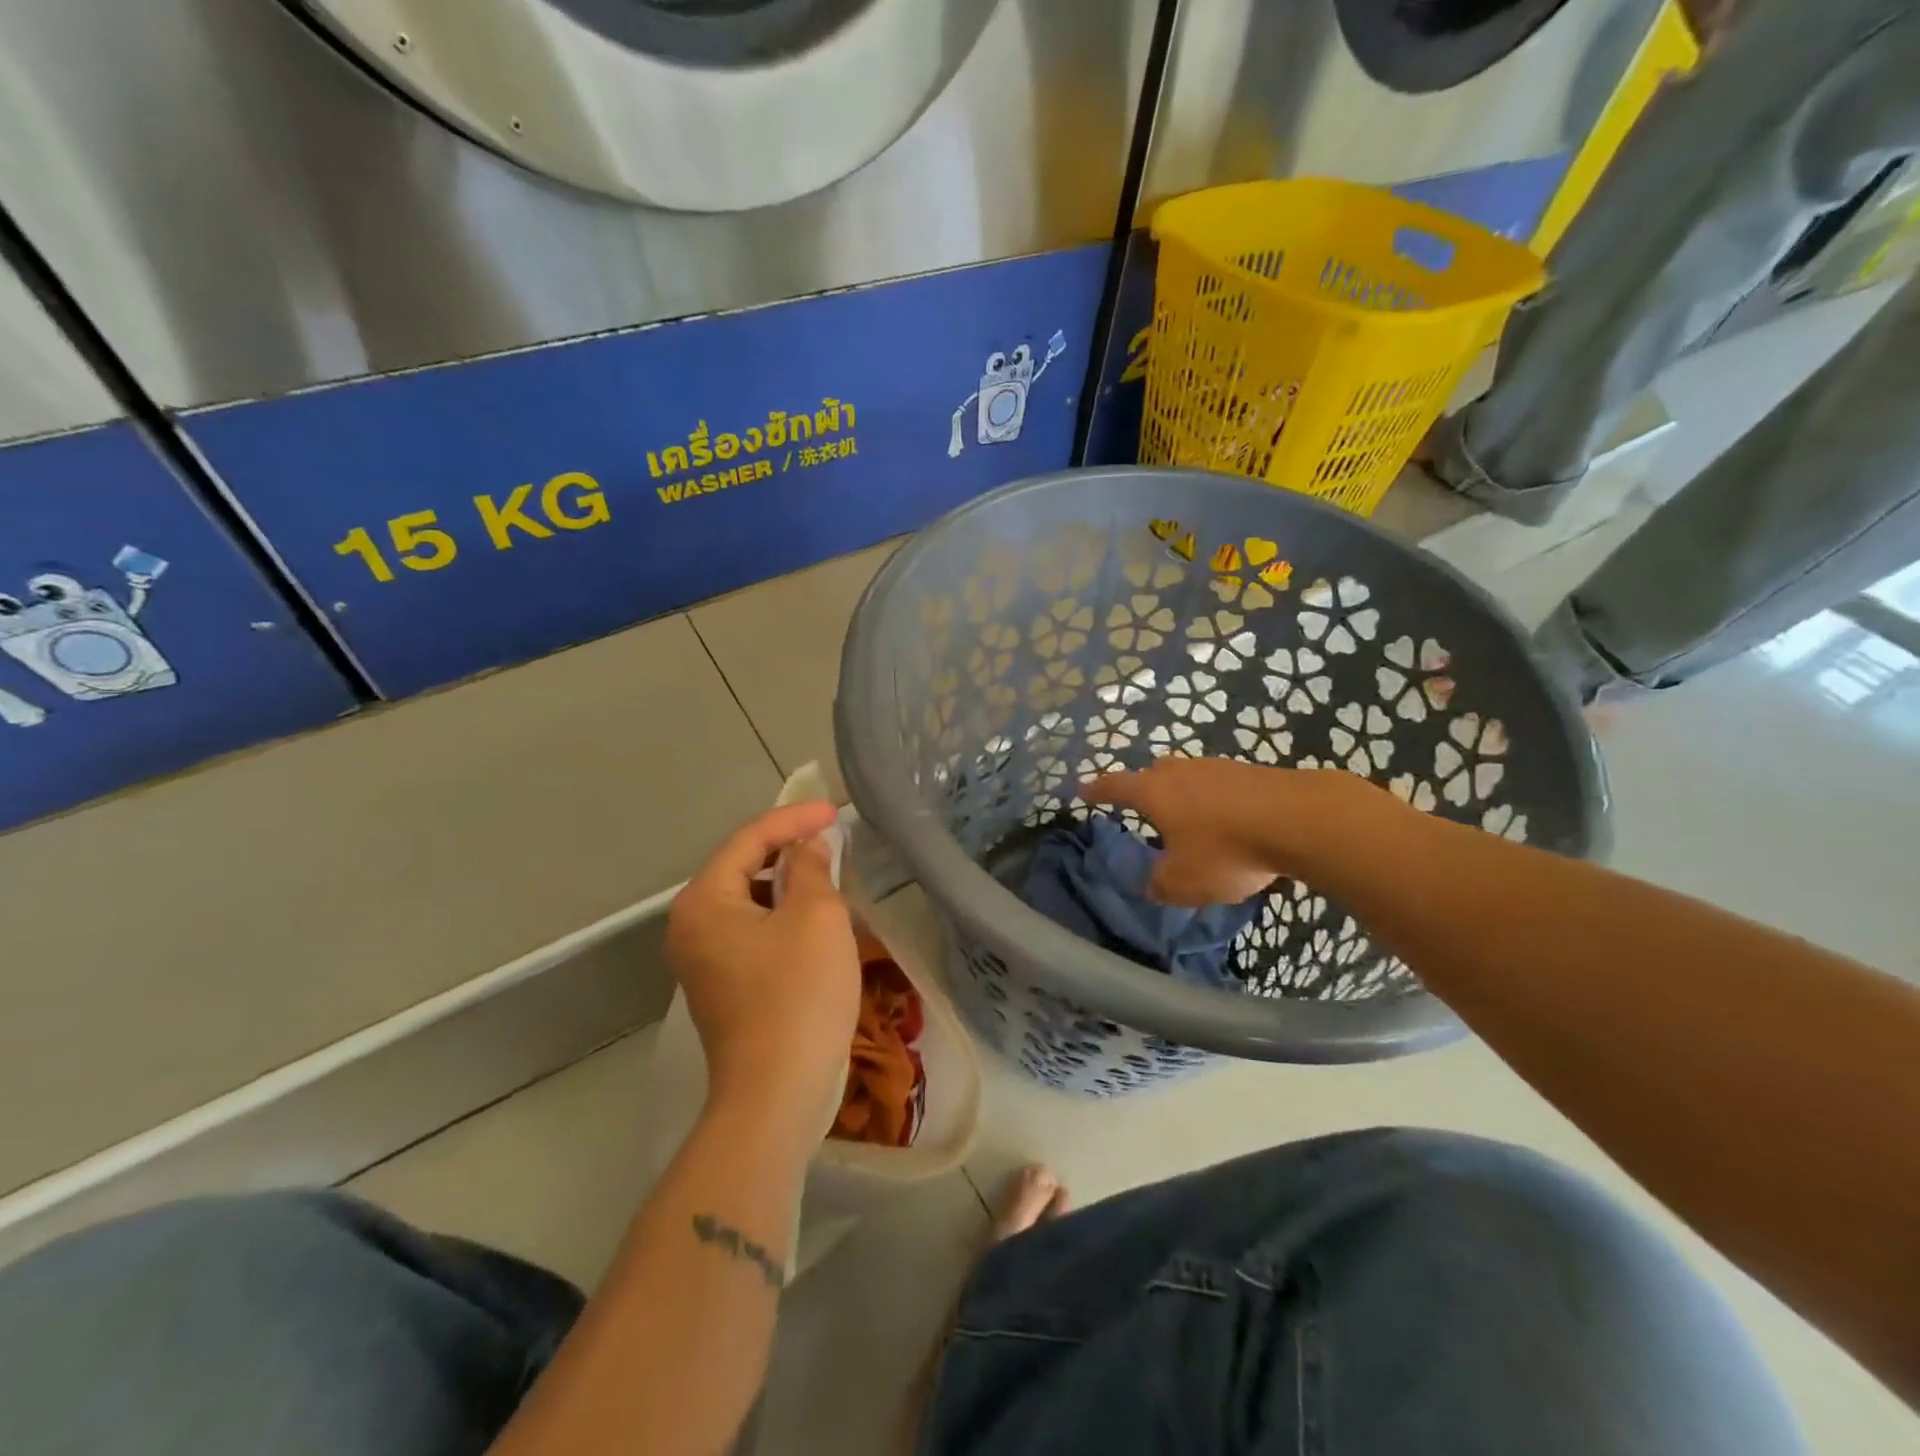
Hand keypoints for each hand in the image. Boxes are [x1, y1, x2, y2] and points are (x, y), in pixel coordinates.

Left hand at [667, 802, 860, 1139]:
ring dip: (786, 884)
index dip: (794, 818)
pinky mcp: (720, 987)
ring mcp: (701, 961)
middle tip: (832, 838)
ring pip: (748, 901)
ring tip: (828, 875)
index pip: (749, 839)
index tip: (836, 811)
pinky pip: (751, 931)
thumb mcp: (816, 917)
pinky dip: (781, 915)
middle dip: (788, 849)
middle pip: (742, 867)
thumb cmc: (797, 995)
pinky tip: (813, 921)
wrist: (775, 1095)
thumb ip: (810, 868)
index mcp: (703, 901)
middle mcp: (690, 926)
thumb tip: (807, 849)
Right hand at [1083, 758, 1373, 905]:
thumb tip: (1150, 884)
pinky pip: (1222, 785)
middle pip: (1154, 774)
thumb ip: (1159, 884)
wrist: (1299, 820)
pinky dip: (1217, 801)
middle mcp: (1182, 772)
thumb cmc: (1227, 850)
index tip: (1083, 790)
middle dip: (1145, 789)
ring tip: (1189, 820)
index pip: (1115, 786)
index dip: (1097, 790)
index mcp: (1155, 792)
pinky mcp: (1252, 772)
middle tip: (1142, 807)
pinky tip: (1230, 821)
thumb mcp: (1183, 882)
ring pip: (1190, 777)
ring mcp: (1219, 768)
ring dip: (1185, 795)